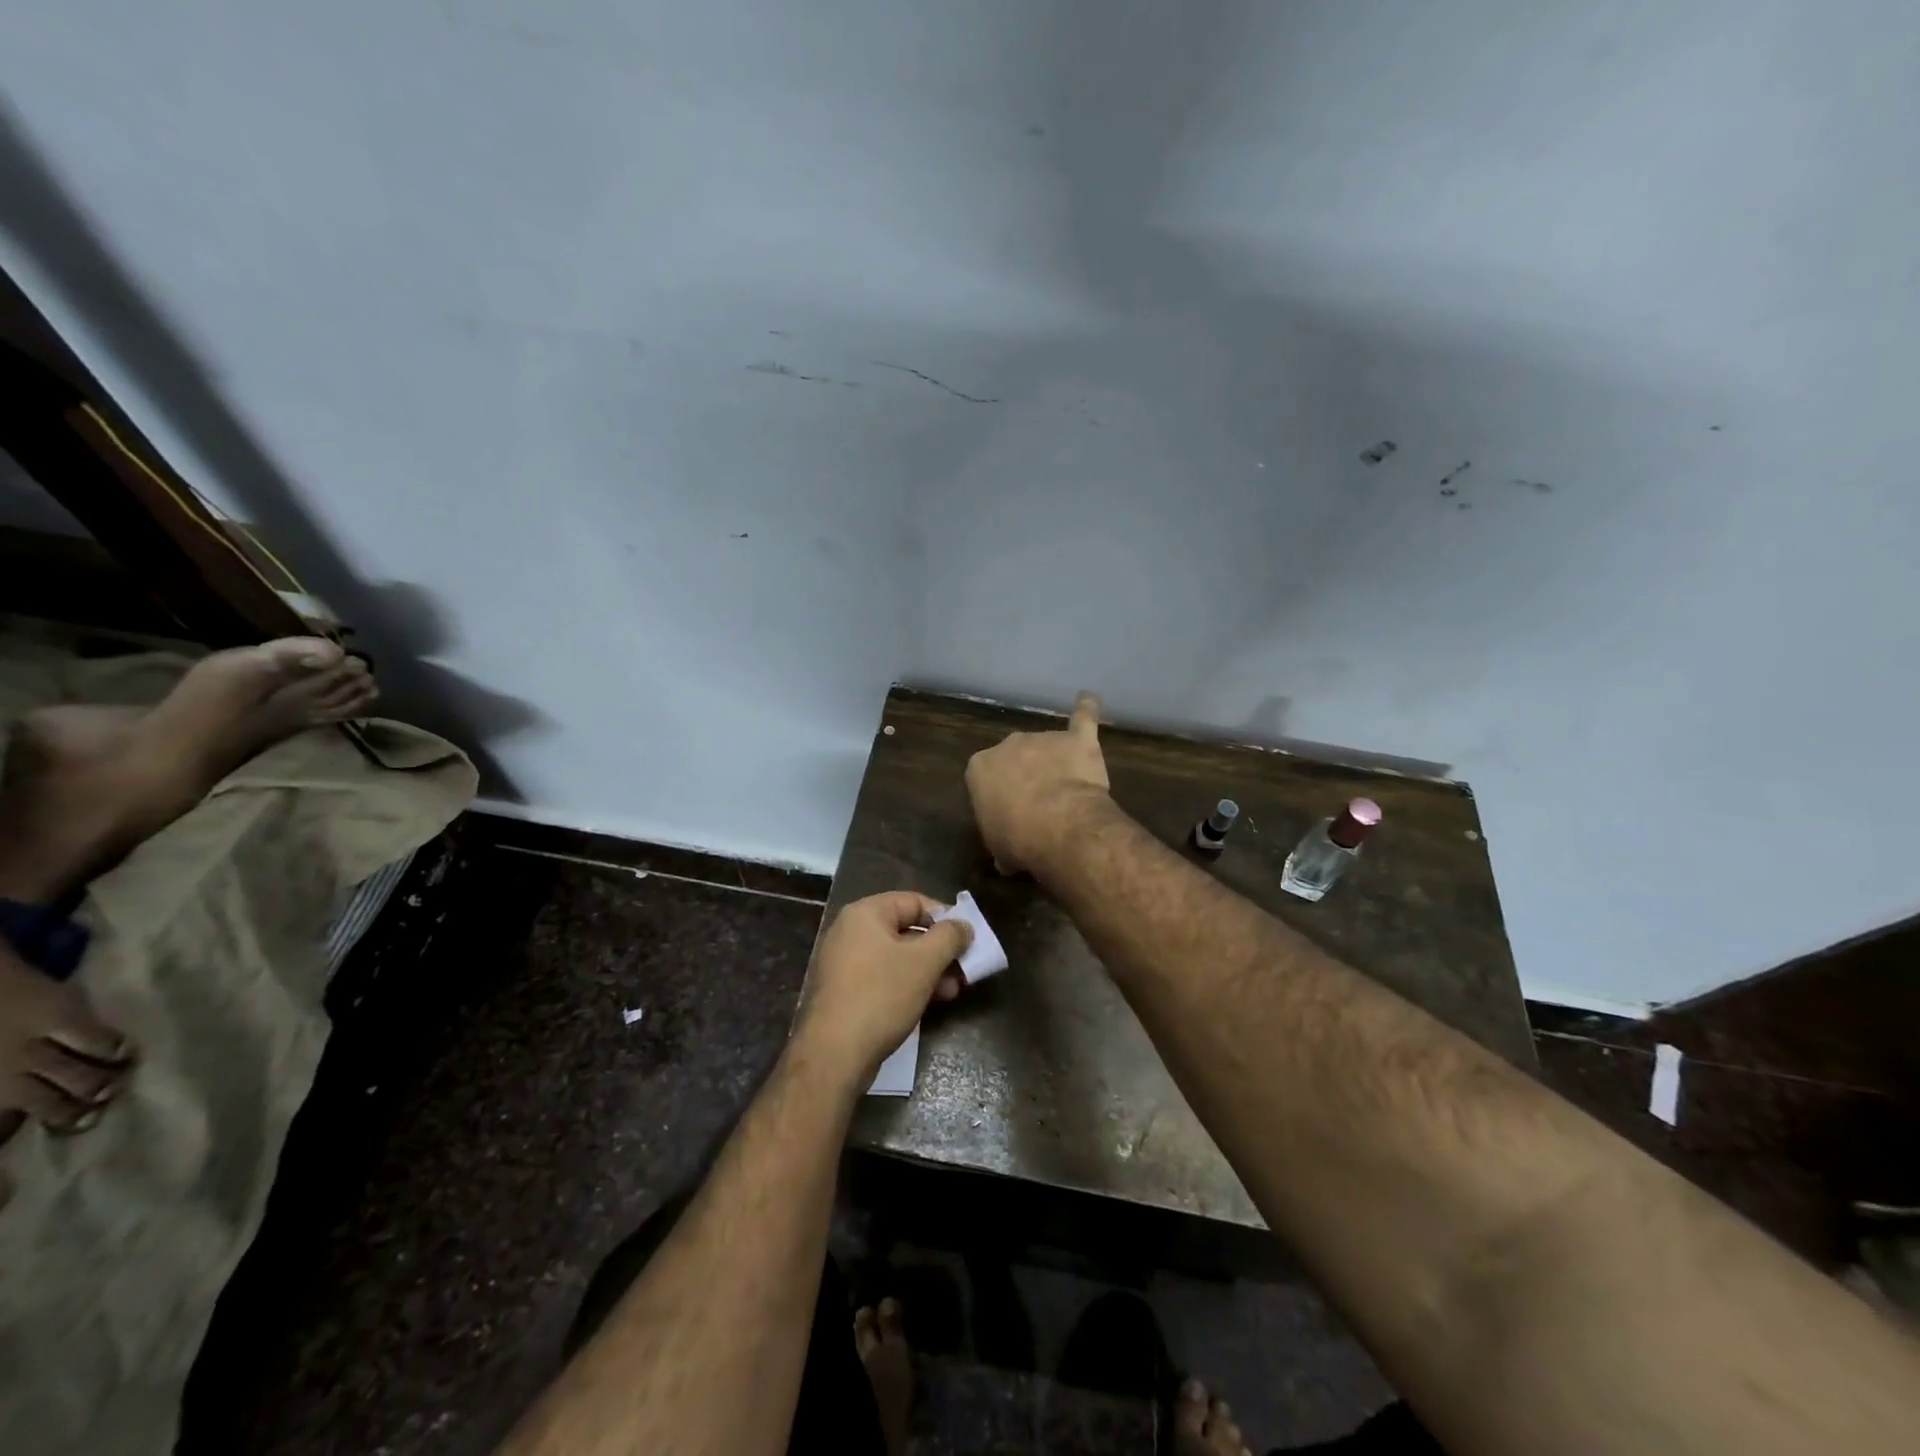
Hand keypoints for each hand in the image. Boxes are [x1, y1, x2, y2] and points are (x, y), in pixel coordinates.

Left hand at [791, 891, 972, 1087]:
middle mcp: (850, 931)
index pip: (914, 901)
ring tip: (953, 991)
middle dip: (939, 950)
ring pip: (897, 957)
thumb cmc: (881, 996)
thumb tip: (963, 925)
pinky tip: (929, 1003)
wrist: (833, 1054)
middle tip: (964, 969)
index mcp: (865, 913)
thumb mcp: (924, 962)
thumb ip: (949, 937)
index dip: (945, 917)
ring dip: (928, 970)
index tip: (967, 938)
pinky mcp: (844, 992)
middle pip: (906, 930)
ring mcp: (844, 963)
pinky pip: (883, 977)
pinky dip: (908, 984)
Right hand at [964, 690, 1111, 873]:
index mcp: (980, 767)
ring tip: (1069, 791)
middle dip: (1026, 774)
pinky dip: (1086, 709)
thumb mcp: (997, 847)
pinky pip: (1083, 717)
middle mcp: (1008, 744)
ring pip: (1048, 746)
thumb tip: (1007, 858)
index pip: (986, 777)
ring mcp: (1043, 738)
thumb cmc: (1018, 839)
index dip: (1000, 795)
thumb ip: (1001, 838)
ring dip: (1056, 762)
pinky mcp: (1077, 739)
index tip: (1011, 814)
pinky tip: (1088, 699)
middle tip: (1040, 803)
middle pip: (1016, 757)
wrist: (1058, 825)